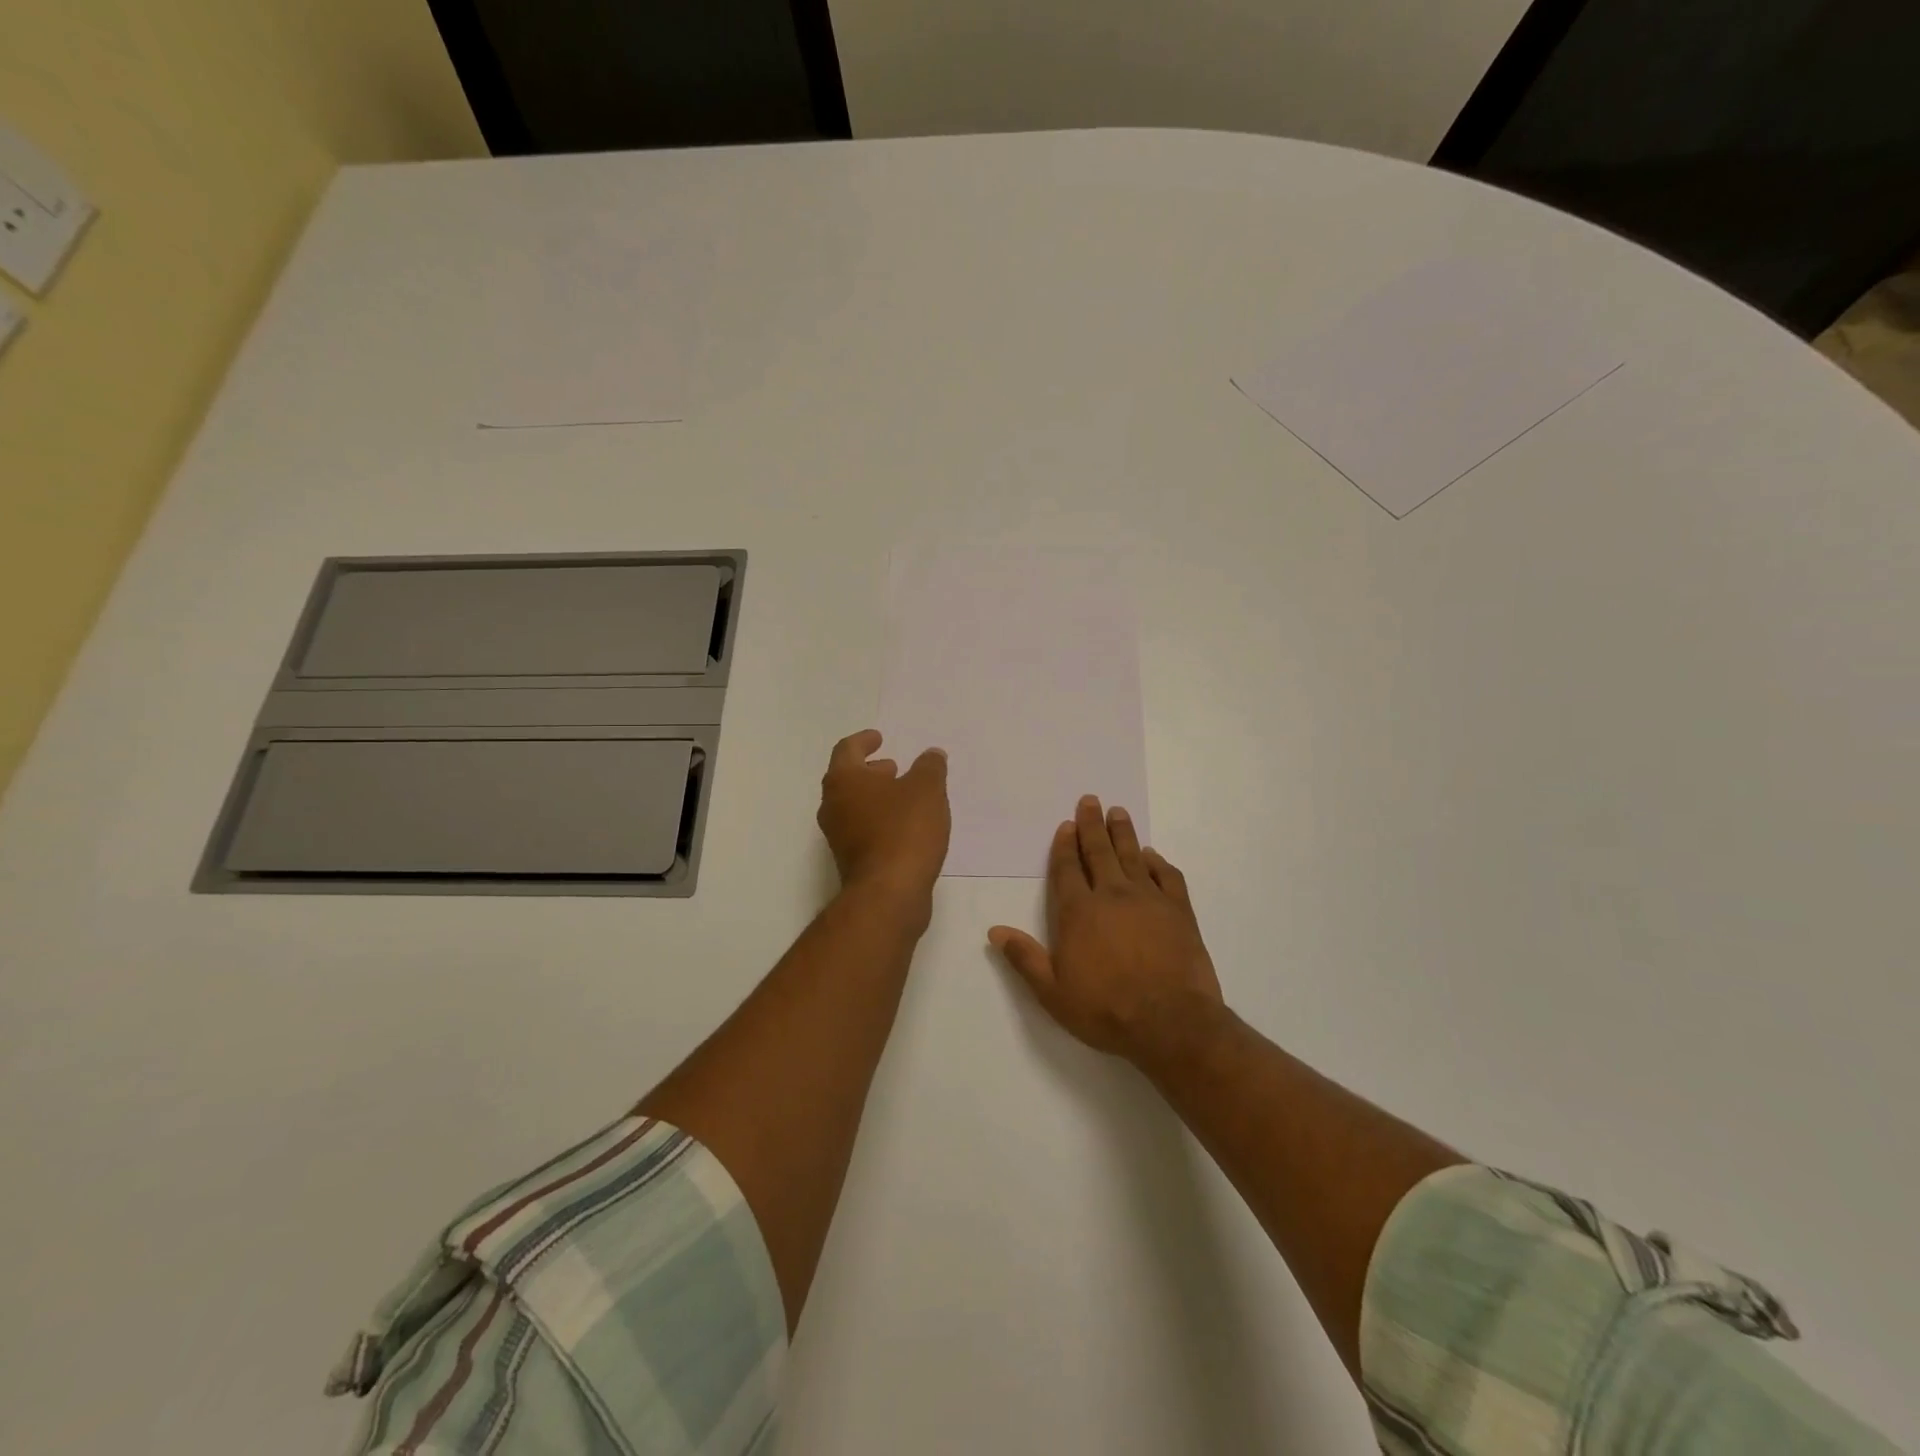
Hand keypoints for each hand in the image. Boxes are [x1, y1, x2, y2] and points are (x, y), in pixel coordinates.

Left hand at [817, 729, 950, 919]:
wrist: (889, 893)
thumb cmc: (904, 830)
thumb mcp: (927, 789)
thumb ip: (930, 767)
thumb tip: (931, 755)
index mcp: (843, 781)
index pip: (847, 749)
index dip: (864, 740)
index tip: (879, 738)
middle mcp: (832, 806)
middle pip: (847, 779)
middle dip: (870, 771)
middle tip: (893, 768)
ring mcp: (838, 837)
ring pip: (854, 806)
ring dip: (876, 797)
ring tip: (905, 796)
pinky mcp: (851, 861)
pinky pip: (863, 829)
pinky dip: (880, 820)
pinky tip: (906, 826)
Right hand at [989, 796, 1222, 1065]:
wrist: (1171, 1022)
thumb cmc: (1106, 1009)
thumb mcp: (1053, 992)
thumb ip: (1025, 958)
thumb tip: (995, 931)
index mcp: (1079, 912)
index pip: (1067, 869)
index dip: (1064, 846)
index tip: (1066, 825)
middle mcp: (1112, 895)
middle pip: (1099, 852)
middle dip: (1092, 825)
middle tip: (1090, 801)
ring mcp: (1149, 899)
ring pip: (1132, 856)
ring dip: (1123, 833)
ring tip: (1118, 812)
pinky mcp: (1179, 910)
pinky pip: (1167, 876)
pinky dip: (1158, 862)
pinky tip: (1153, 855)